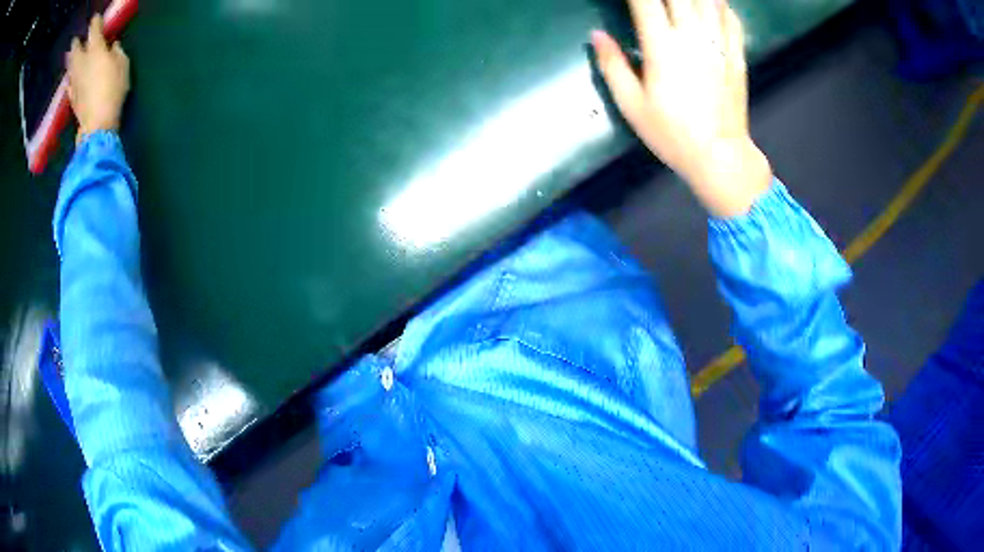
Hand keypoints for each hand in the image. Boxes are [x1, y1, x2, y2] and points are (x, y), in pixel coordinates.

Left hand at [67, 15, 129, 142]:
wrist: (97, 123)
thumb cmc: (113, 88)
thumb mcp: (122, 64)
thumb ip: (116, 52)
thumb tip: (112, 47)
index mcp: (95, 50)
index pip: (94, 30)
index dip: (95, 22)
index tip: (95, 17)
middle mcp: (82, 62)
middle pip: (76, 49)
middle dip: (76, 43)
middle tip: (75, 39)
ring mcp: (74, 81)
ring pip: (70, 66)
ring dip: (70, 59)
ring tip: (70, 55)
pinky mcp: (72, 96)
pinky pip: (69, 84)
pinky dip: (69, 78)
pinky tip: (69, 78)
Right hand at [592, 0, 771, 217]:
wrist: (721, 157)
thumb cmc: (673, 134)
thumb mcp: (632, 105)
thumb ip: (612, 65)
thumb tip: (597, 35)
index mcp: (663, 46)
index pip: (644, 0)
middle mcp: (693, 36)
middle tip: (654, 1)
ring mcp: (719, 44)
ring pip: (708, 0)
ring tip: (682, 2)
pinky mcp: (737, 55)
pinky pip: (731, 18)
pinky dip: (721, 5)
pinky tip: (712, 4)